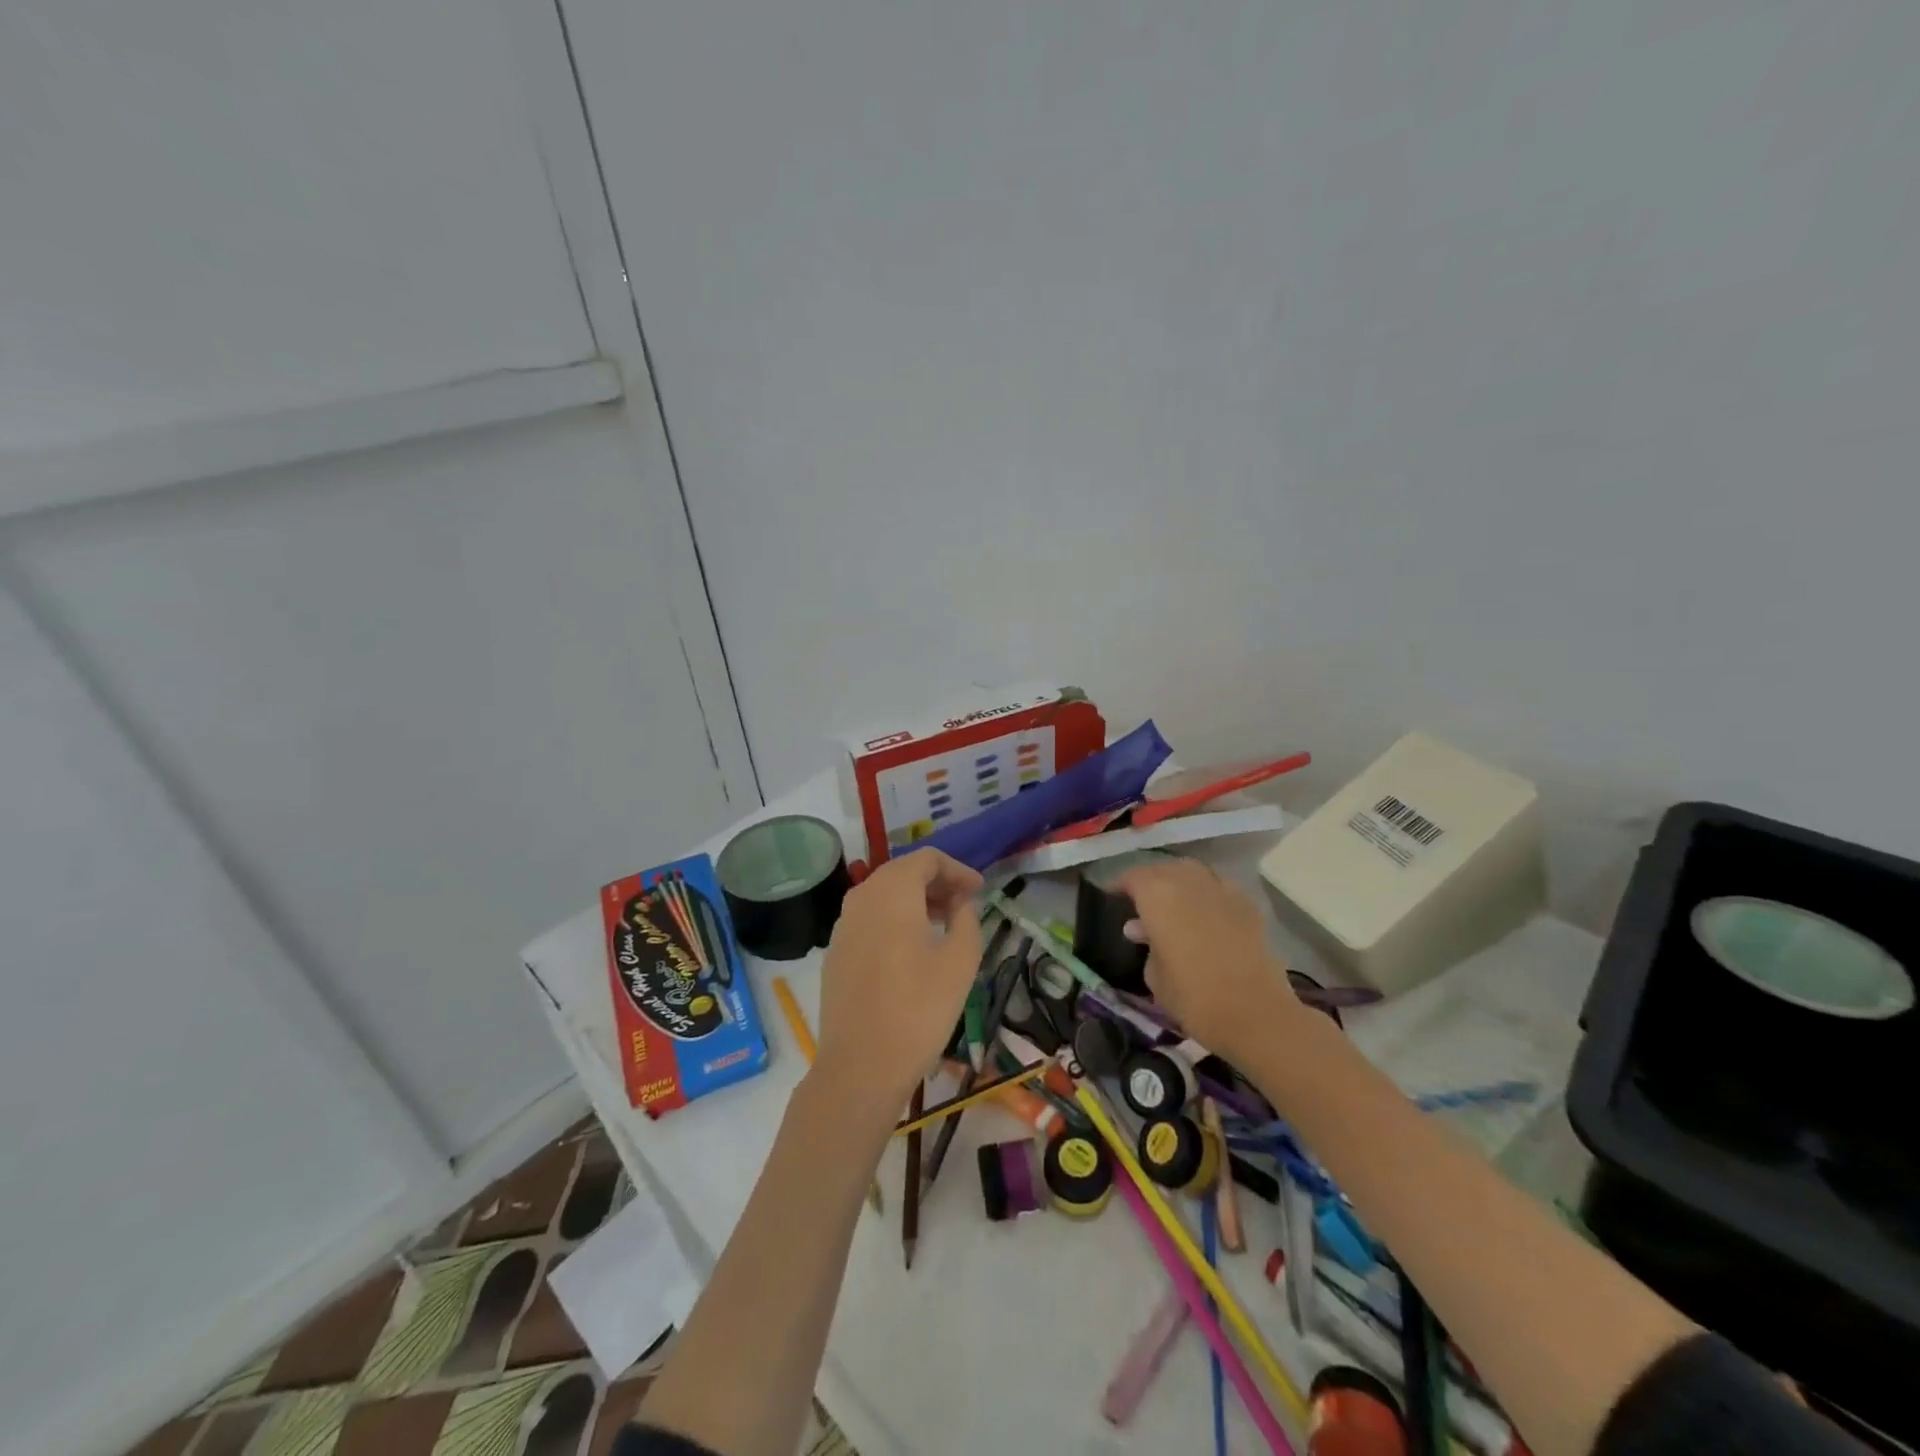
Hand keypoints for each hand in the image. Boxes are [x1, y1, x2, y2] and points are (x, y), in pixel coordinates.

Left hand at [812, 849, 983, 1115]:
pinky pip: (869, 918)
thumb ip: (966, 920)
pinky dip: (894, 919)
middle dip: (936, 882)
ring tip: (944, 924)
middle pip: (902, 872)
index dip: (957, 869)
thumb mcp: (960, 962)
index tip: (979, 890)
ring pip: (883, 895)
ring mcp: (843, 925)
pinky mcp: (836, 951)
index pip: (927, 859)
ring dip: (915, 900)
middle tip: (965, 904)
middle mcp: (862, 898)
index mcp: (892, 892)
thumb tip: (960, 903)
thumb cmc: (918, 1009)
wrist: (860, 1066)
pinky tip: (913, 948)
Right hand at [1115, 857, 1303, 1062]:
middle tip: (1140, 900)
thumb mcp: (1155, 977)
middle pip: (1163, 869)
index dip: (1120, 885)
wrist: (1256, 1014)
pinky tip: (1205, 911)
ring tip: (1172, 901)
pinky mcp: (1247, 906)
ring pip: (1193, 872)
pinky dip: (1207, 892)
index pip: (1133, 877)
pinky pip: (1219, 887)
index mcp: (1158, 895)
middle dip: (1149, 880)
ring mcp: (1222, 890)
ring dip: (1178, 881)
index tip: (1111, 896)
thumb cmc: (1193, 997)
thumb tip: (1140, 928)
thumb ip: (1146, 945)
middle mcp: (1188, 882)